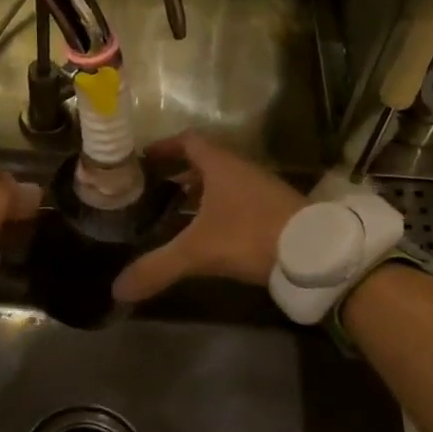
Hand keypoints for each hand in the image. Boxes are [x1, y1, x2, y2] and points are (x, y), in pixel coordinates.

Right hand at [112, 133, 307, 302]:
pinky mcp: (275, 209)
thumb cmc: (251, 236)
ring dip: (200, 190)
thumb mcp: (198, 252)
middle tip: (154, 186)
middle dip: (178, 171)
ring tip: (176, 209)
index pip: (188, 141)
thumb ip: (157, 268)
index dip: (164, 146)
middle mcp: (241, 169)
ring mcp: (262, 189)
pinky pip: (238, 199)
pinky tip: (210, 231)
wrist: (315, 254)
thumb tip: (117, 290)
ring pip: (223, 181)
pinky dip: (218, 207)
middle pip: (205, 160)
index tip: (144, 158)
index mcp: (220, 165)